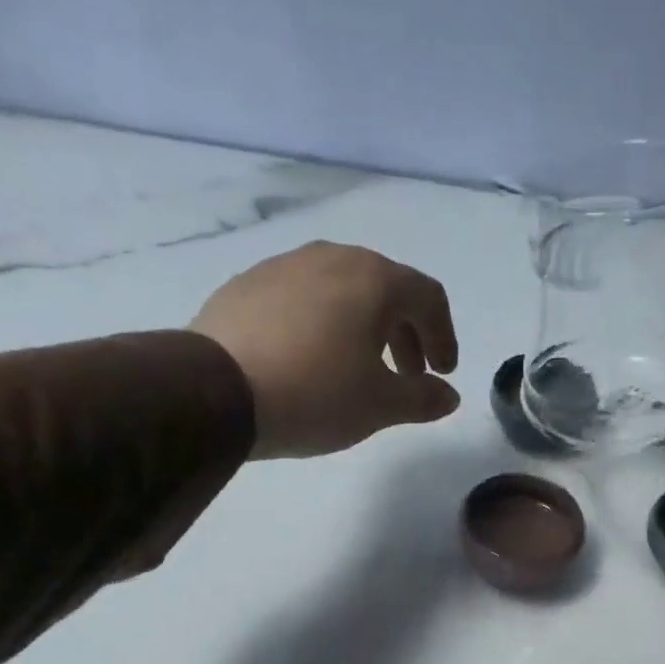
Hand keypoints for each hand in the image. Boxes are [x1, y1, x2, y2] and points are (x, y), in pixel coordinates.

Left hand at [191, 242, 459, 458]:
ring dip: (364, 328)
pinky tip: (311, 360)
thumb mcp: (380, 405)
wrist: (217, 392)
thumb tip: (448, 397)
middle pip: (385, 289)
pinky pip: (303, 300)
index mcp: (373, 279)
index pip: (428, 297)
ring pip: (342, 291)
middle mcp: (332, 258)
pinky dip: (323, 325)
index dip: (444, 337)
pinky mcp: (247, 285)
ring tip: (359, 369)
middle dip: (405, 334)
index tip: (442, 374)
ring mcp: (284, 266)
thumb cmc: (316, 394)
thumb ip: (422, 398)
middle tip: (407, 375)